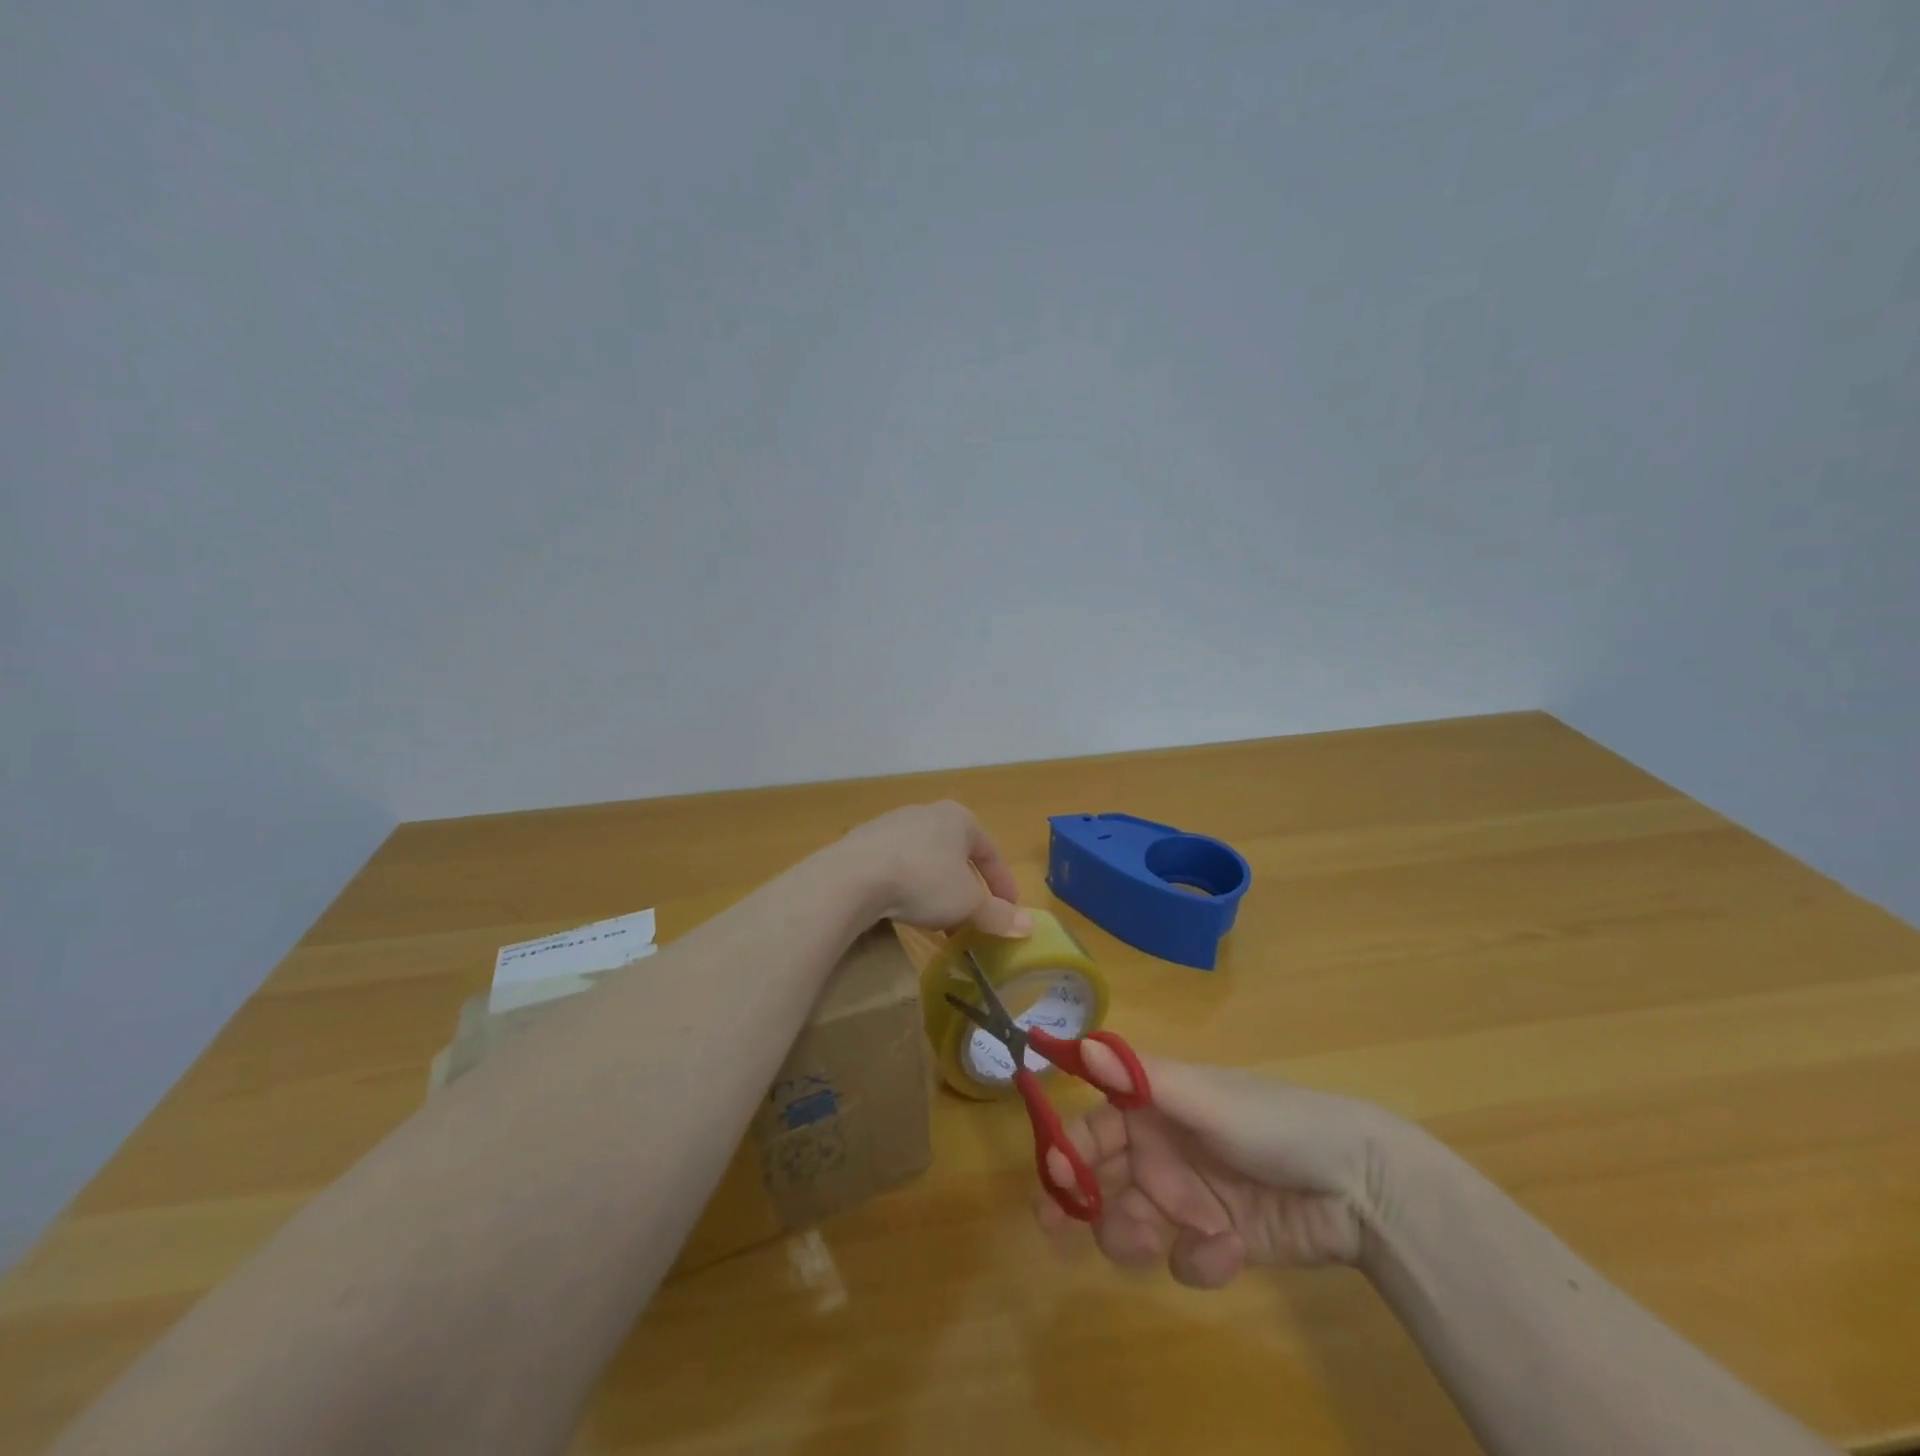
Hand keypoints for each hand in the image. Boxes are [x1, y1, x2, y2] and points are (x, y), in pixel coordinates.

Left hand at [838, 801, 1032, 937]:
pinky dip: (908, 888)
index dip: (1003, 884)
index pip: (990, 852)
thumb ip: (998, 915)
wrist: (853, 876)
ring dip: (937, 891)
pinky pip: (897, 866)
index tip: (1009, 911)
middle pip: (957, 856)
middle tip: (973, 920)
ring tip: (939, 922)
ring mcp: (892, 824)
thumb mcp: (968, 903)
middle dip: (967, 890)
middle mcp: (927, 813)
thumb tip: (1028, 926)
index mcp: (959, 818)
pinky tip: (904, 911)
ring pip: (926, 861)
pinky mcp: (864, 843)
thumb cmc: (924, 880)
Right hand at [1038, 1055, 1406, 1285]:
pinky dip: (1198, 1259)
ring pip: (1131, 1222)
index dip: (1068, 1145)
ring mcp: (1189, 1198)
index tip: (1051, 1176)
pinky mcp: (1216, 1243)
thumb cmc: (1275, 1124)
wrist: (1359, 1188)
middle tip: (1059, 1229)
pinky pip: (1183, 1257)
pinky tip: (1229, 1249)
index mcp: (1156, 1107)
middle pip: (1103, 1177)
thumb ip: (1142, 1079)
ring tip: (1155, 1243)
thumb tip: (1080, 1042)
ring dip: (1133, 1236)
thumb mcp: (1207, 1099)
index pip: (1095, 1122)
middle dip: (1083, 1202)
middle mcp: (1163, 1150)